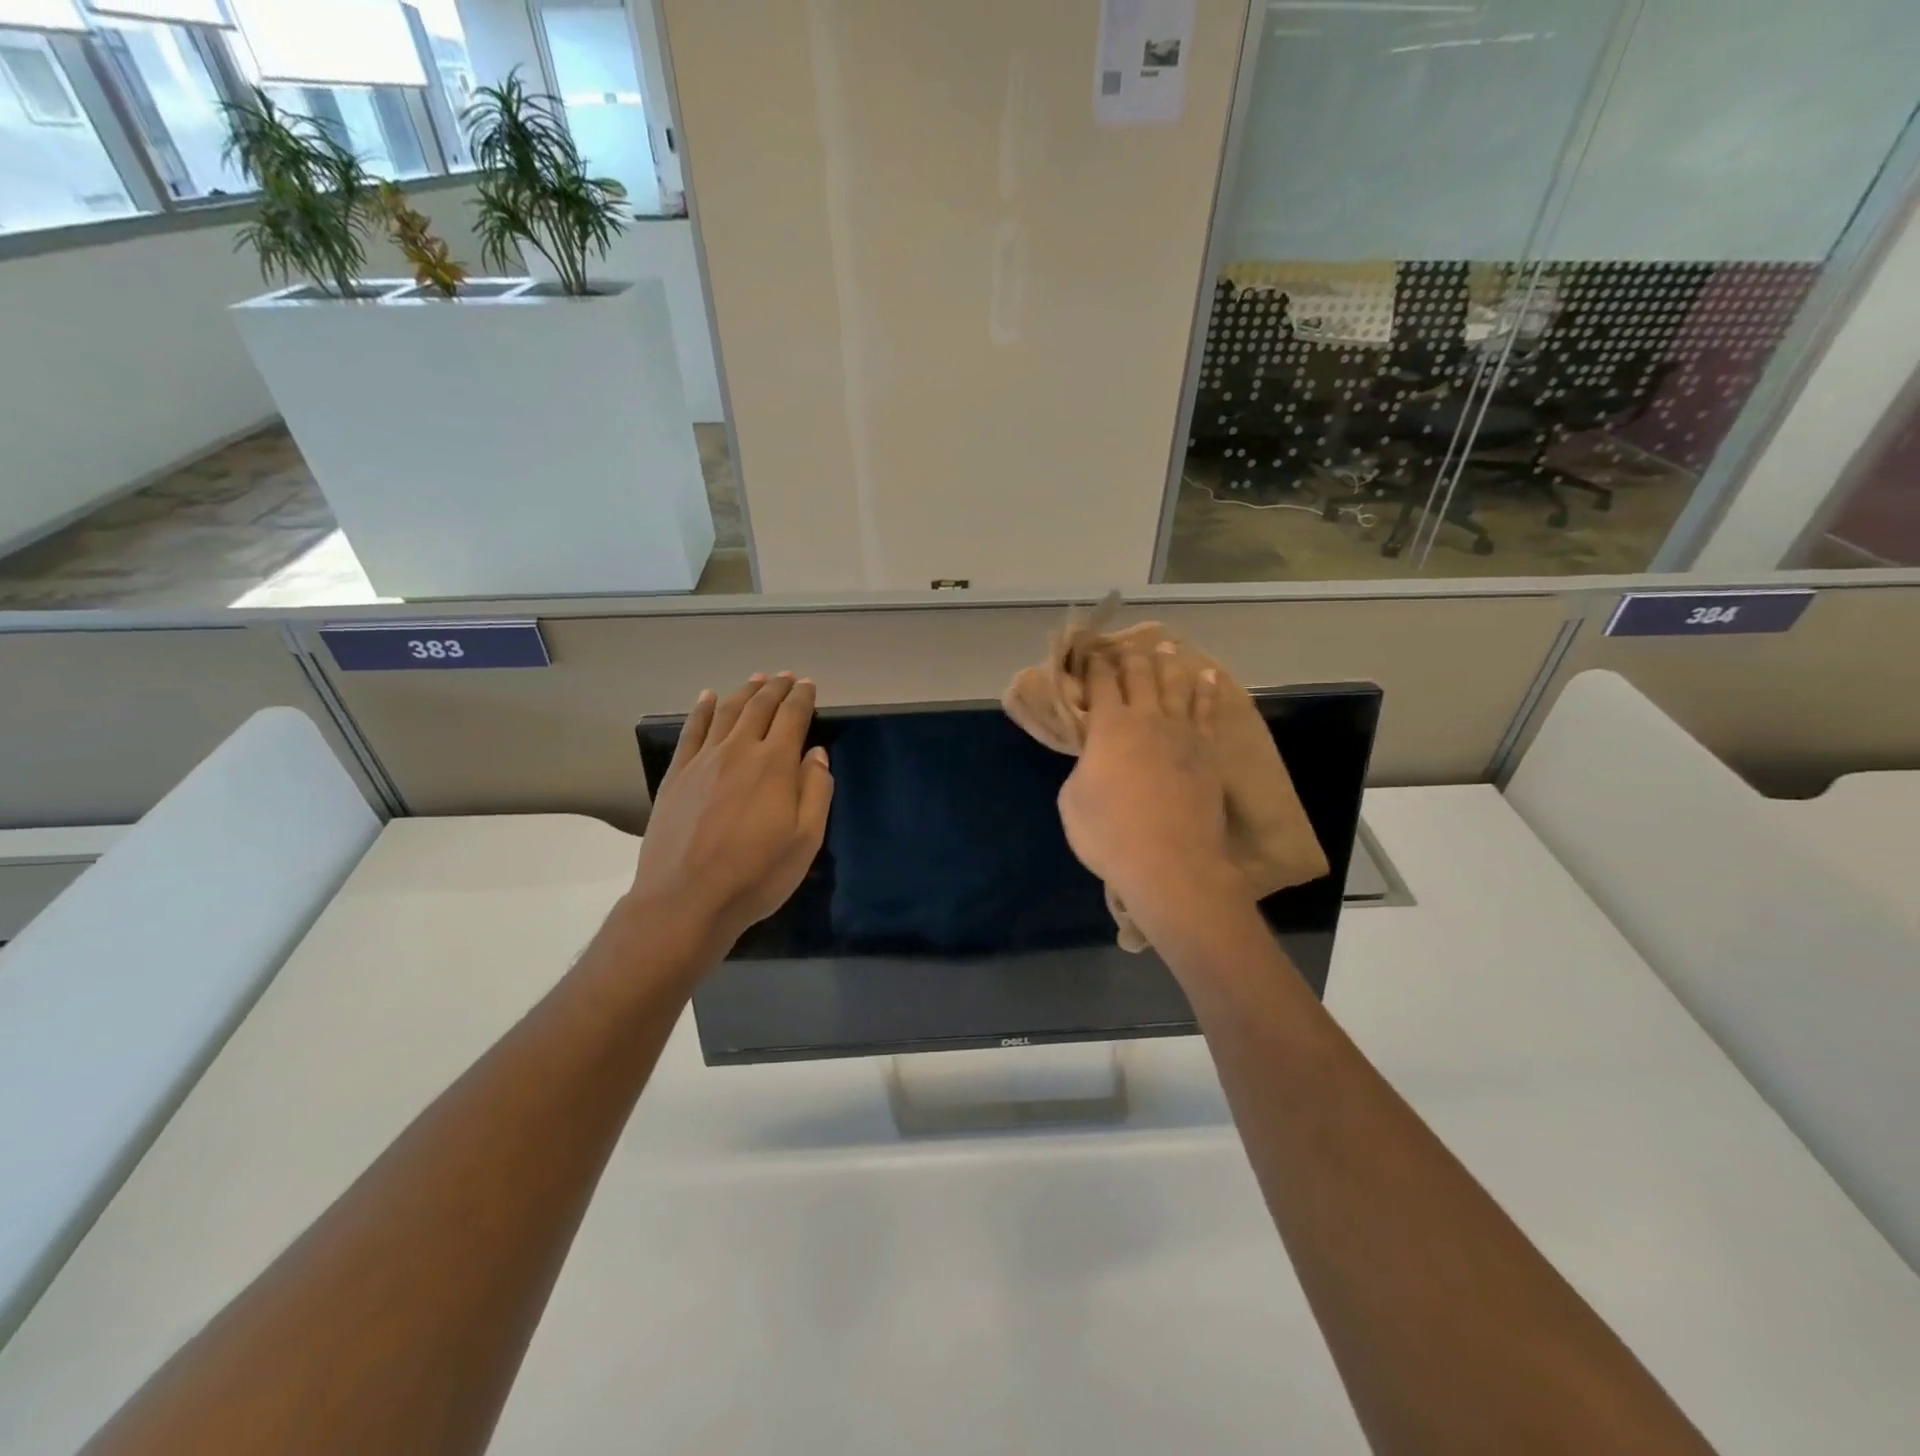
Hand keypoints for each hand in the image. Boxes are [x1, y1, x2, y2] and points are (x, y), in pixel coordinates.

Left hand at [628, 673, 833, 955]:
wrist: (685, 900)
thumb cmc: (756, 875)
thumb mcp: (806, 840)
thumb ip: (816, 790)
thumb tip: (816, 753)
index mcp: (774, 765)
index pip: (792, 717)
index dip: (802, 697)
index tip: (808, 684)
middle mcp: (738, 751)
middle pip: (758, 707)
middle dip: (775, 688)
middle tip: (785, 676)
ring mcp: (703, 761)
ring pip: (725, 712)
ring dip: (743, 692)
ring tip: (756, 680)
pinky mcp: (677, 775)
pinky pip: (691, 731)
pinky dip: (701, 709)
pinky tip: (707, 697)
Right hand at [1057, 643, 1240, 933]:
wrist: (1170, 862)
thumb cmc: (1110, 834)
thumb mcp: (1072, 800)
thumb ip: (1083, 768)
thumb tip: (1094, 759)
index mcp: (1108, 727)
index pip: (1100, 685)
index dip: (1093, 667)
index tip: (1090, 655)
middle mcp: (1146, 719)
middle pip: (1139, 676)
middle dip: (1130, 658)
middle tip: (1127, 646)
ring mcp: (1182, 733)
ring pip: (1175, 686)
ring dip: (1169, 664)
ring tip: (1168, 647)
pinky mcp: (1207, 751)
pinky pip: (1207, 711)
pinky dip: (1207, 690)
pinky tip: (1209, 677)